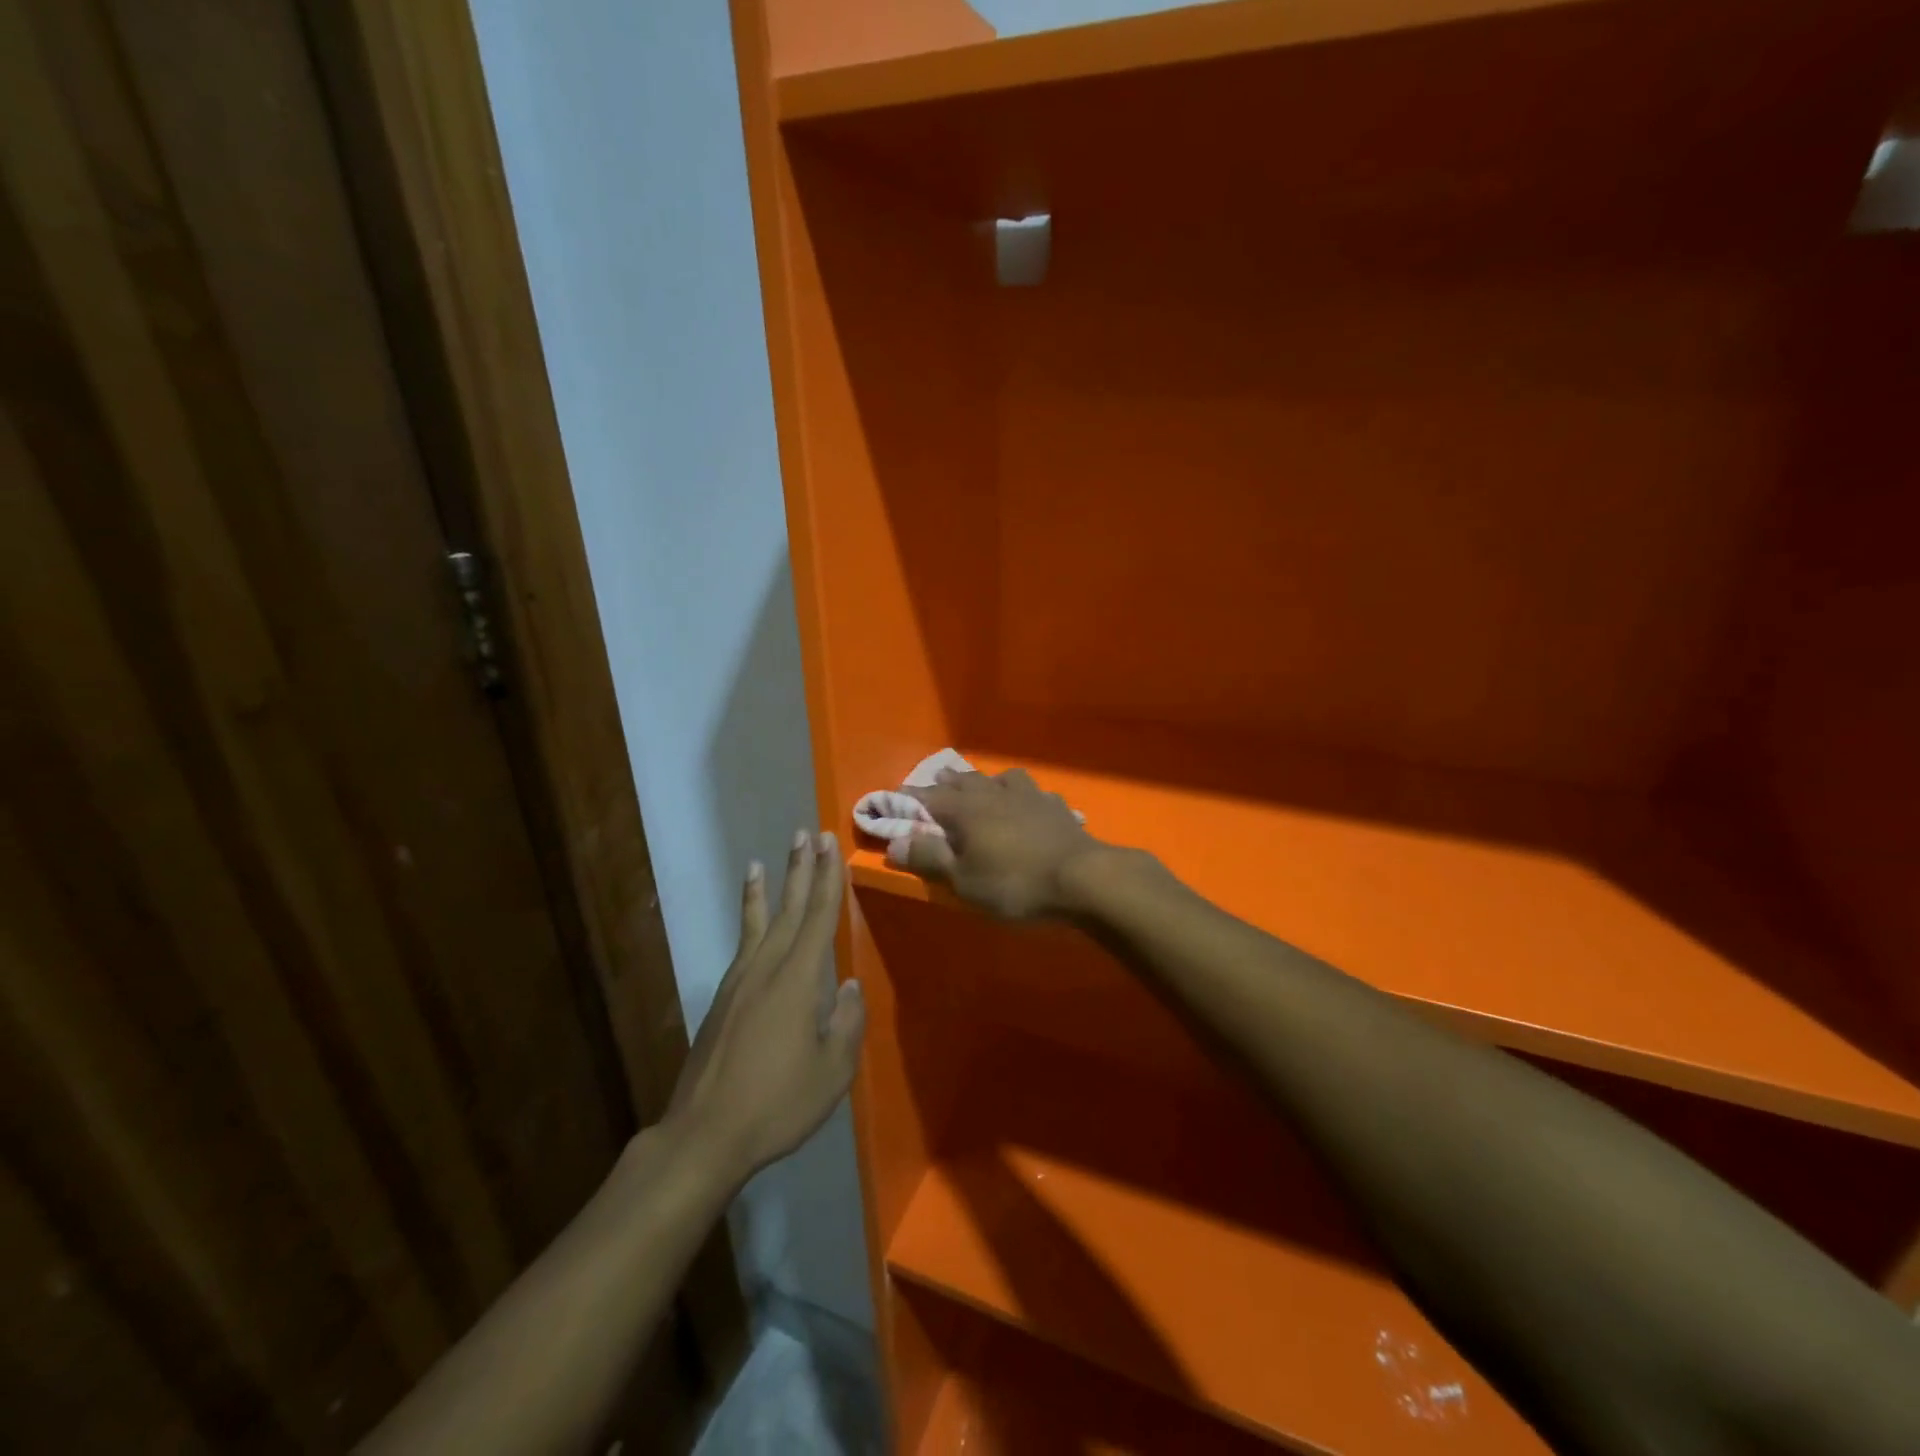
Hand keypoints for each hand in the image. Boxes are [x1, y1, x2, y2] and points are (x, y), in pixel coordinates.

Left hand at [663, 831, 863, 1190]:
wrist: (705, 1135)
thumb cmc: (777, 1104)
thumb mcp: (832, 1072)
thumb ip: (846, 1023)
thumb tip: (848, 985)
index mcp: (798, 981)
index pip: (819, 917)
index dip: (827, 879)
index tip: (830, 845)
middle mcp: (767, 969)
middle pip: (789, 910)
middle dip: (801, 870)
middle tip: (807, 834)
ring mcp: (739, 983)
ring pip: (759, 923)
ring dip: (768, 889)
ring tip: (764, 860)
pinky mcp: (722, 1000)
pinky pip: (742, 945)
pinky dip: (747, 922)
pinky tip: (752, 919)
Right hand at [896, 767, 1106, 919]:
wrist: (1083, 878)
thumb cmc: (1015, 883)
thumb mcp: (964, 880)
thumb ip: (929, 858)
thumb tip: (893, 843)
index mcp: (966, 809)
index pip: (928, 797)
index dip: (909, 798)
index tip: (894, 798)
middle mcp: (995, 793)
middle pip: (965, 780)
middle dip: (947, 782)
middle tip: (936, 783)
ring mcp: (1029, 796)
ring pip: (1002, 778)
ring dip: (987, 780)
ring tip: (983, 786)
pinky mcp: (1056, 807)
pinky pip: (1034, 792)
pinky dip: (1023, 795)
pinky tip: (1028, 803)